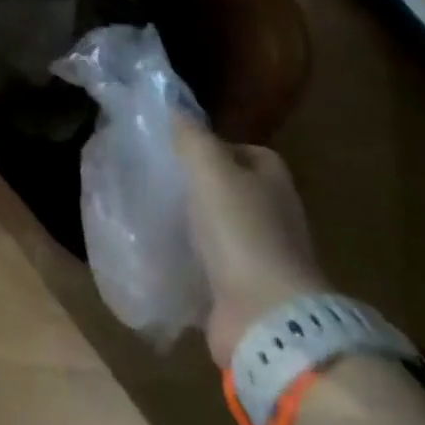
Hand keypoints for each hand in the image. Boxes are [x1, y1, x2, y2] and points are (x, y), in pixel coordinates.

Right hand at [172, 117, 328, 365]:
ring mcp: (261, 256)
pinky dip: (190, 261)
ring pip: (219, 229)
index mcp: (272, 179)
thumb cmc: (241, 231)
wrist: (266, 318)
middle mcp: (273, 214)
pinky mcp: (245, 292)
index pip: (242, 150)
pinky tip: (161, 253)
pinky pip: (211, 267)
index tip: (175, 148)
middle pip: (230, 189)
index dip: (211, 146)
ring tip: (151, 213)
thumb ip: (191, 136)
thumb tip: (175, 106)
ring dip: (192, 225)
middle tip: (156, 178)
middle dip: (198, 186)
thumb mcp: (210, 168)